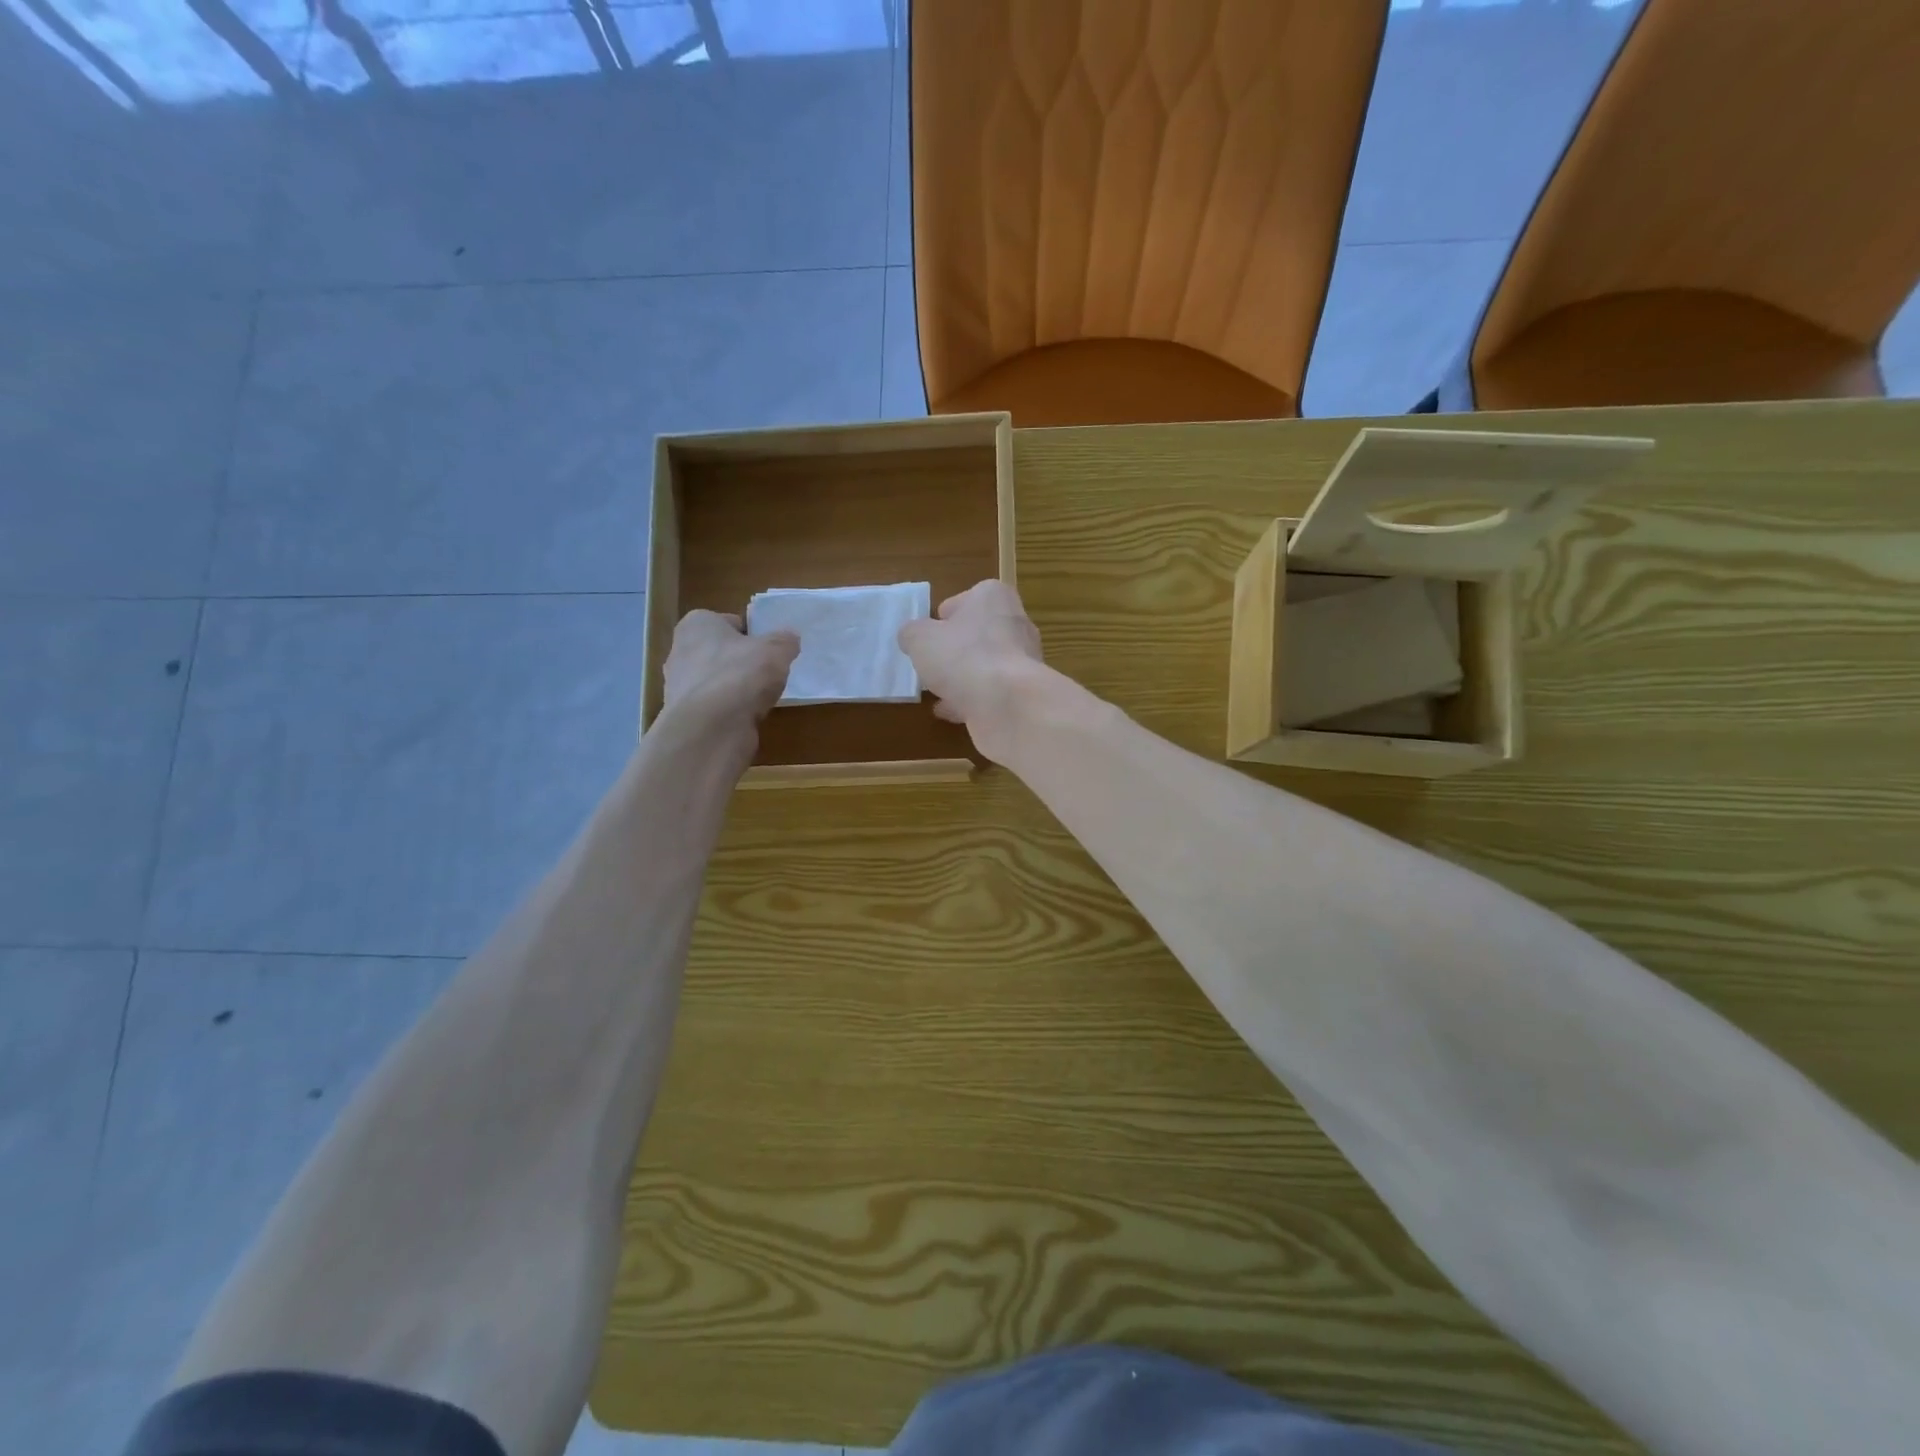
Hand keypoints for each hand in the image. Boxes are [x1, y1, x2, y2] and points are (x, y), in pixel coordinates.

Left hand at [661, 610, 797, 729]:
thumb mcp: (776, 650)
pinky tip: (747, 718)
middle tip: (768, 674)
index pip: (730, 622)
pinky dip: (730, 711)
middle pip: (722, 653)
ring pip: (717, 681)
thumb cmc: (740, 675)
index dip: (753, 635)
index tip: (770, 650)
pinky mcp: (685, 716)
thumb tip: (789, 639)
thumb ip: (785, 641)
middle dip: (742, 662)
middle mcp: (680, 651)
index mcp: (697, 624)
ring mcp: (679, 686)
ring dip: (736, 689)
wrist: (711, 729)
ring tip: (760, 699)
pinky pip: (715, 707)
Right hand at [897, 580, 1047, 763]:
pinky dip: (972, 700)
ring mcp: (1024, 659)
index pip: (965, 599)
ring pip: (985, 665)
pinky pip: (992, 692)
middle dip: (955, 649)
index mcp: (993, 597)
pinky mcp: (1024, 692)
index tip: (928, 636)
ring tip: (937, 690)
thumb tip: (912, 637)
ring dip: (963, 677)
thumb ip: (912, 633)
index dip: (943, 618)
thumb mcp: (920, 639)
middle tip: (932, 663)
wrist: (1008, 704)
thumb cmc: (963, 657)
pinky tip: (950, 712)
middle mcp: (1015, 623)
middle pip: (977, 633)